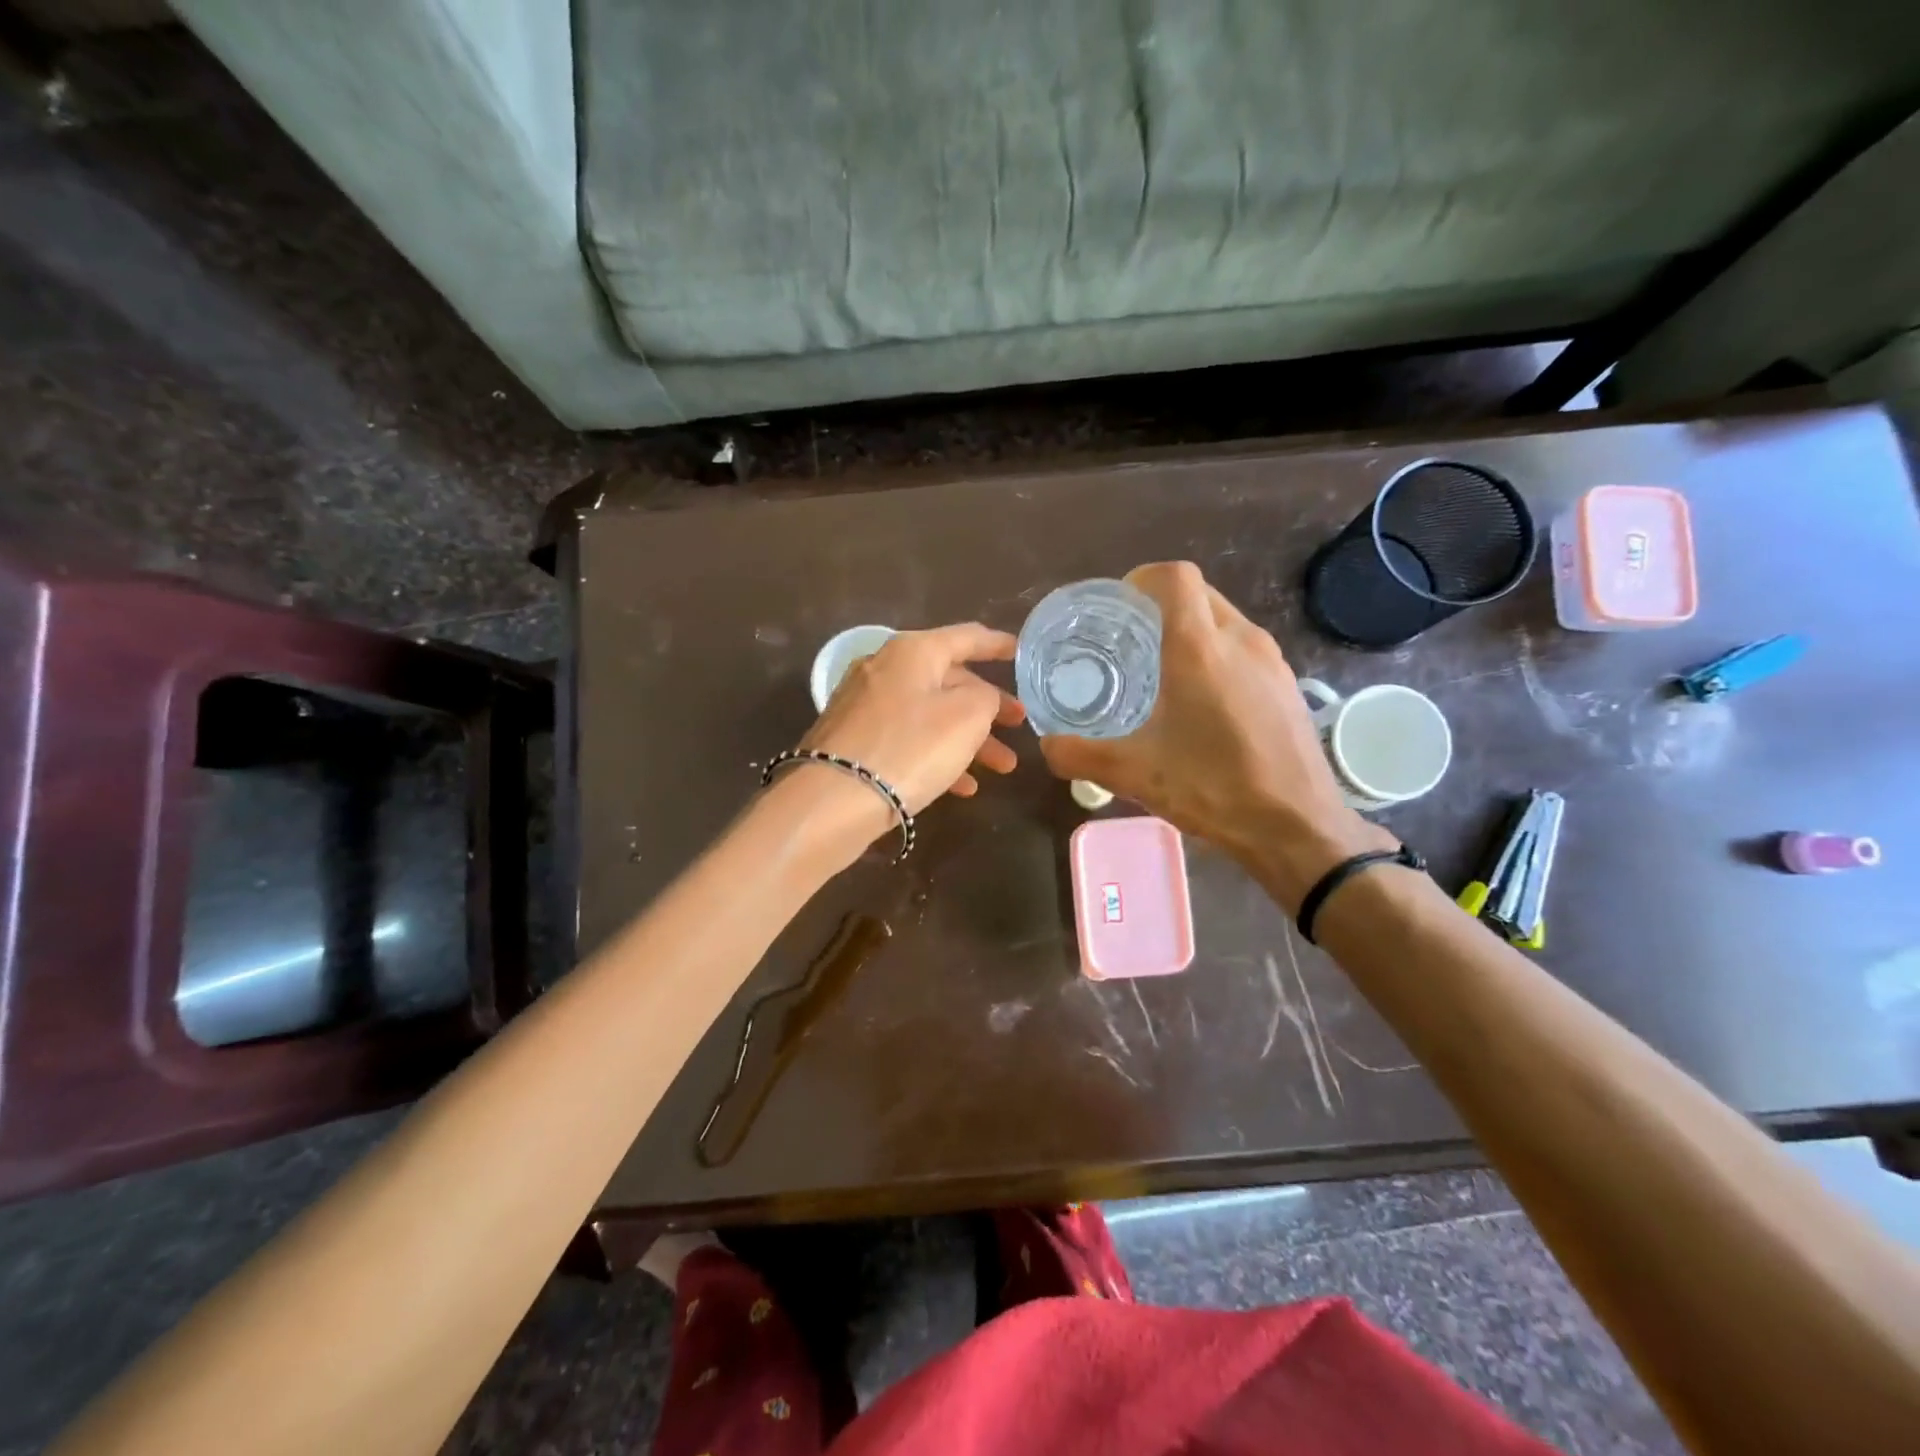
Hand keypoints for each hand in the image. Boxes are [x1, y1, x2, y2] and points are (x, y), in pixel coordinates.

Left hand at [797, 623, 1024, 815]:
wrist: (833, 799)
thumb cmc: (911, 747)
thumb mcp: (967, 716)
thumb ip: (985, 697)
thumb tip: (976, 697)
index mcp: (913, 650)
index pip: (966, 637)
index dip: (997, 644)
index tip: (1020, 652)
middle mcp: (884, 668)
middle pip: (948, 680)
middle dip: (988, 707)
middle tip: (1018, 727)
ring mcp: (864, 705)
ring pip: (930, 714)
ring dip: (969, 739)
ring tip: (1003, 768)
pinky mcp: (854, 740)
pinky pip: (907, 739)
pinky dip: (937, 755)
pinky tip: (962, 787)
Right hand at [1038, 563, 1390, 882]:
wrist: (1298, 828)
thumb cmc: (1214, 789)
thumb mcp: (1133, 775)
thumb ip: (1079, 756)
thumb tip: (1047, 746)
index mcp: (1200, 649)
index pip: (1174, 577)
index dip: (1142, 578)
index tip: (1117, 607)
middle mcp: (1241, 640)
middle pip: (1199, 593)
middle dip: (1162, 604)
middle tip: (1129, 639)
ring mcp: (1272, 661)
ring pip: (1225, 619)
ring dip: (1191, 628)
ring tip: (1162, 669)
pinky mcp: (1287, 685)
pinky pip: (1245, 647)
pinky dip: (1217, 653)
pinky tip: (1202, 701)